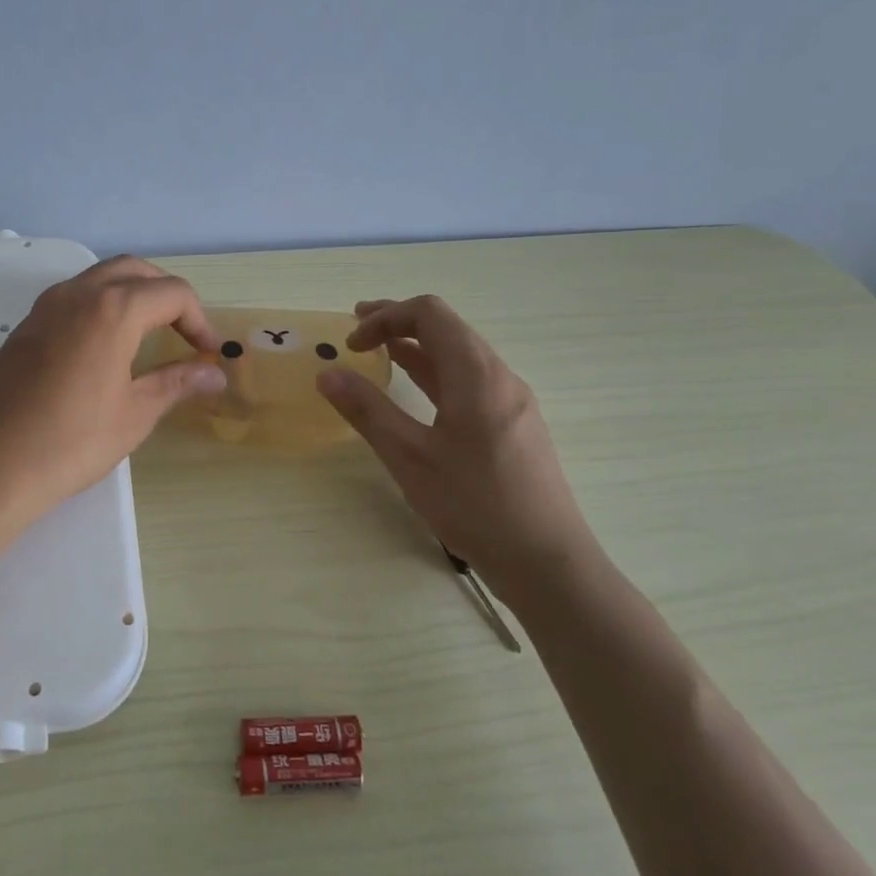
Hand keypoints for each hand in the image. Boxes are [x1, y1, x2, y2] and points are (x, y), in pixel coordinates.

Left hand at [0, 255, 226, 524]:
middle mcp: (78, 293)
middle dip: (167, 295)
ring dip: (132, 294)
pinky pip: (74, 297)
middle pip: (135, 271)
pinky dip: (101, 305)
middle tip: (182, 334)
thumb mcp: (134, 414)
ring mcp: (45, 306)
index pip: (172, 293)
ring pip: (100, 278)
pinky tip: (104, 347)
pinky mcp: (25, 325)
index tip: (207, 355)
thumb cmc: (70, 442)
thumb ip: (177, 383)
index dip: (199, 320)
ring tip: (148, 336)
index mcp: (113, 309)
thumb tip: (215, 374)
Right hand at [316, 295, 600, 609]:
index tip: (351, 344)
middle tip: (357, 329)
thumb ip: (367, 410)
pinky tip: (418, 391)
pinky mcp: (514, 425)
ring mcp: (511, 400)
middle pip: (446, 326)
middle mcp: (499, 376)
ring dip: (417, 345)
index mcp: (476, 373)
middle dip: (398, 322)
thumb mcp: (409, 457)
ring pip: (459, 353)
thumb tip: (327, 374)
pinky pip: (470, 379)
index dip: (384, 317)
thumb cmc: (475, 504)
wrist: (548, 562)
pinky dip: (436, 371)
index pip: (429, 313)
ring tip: (380, 353)